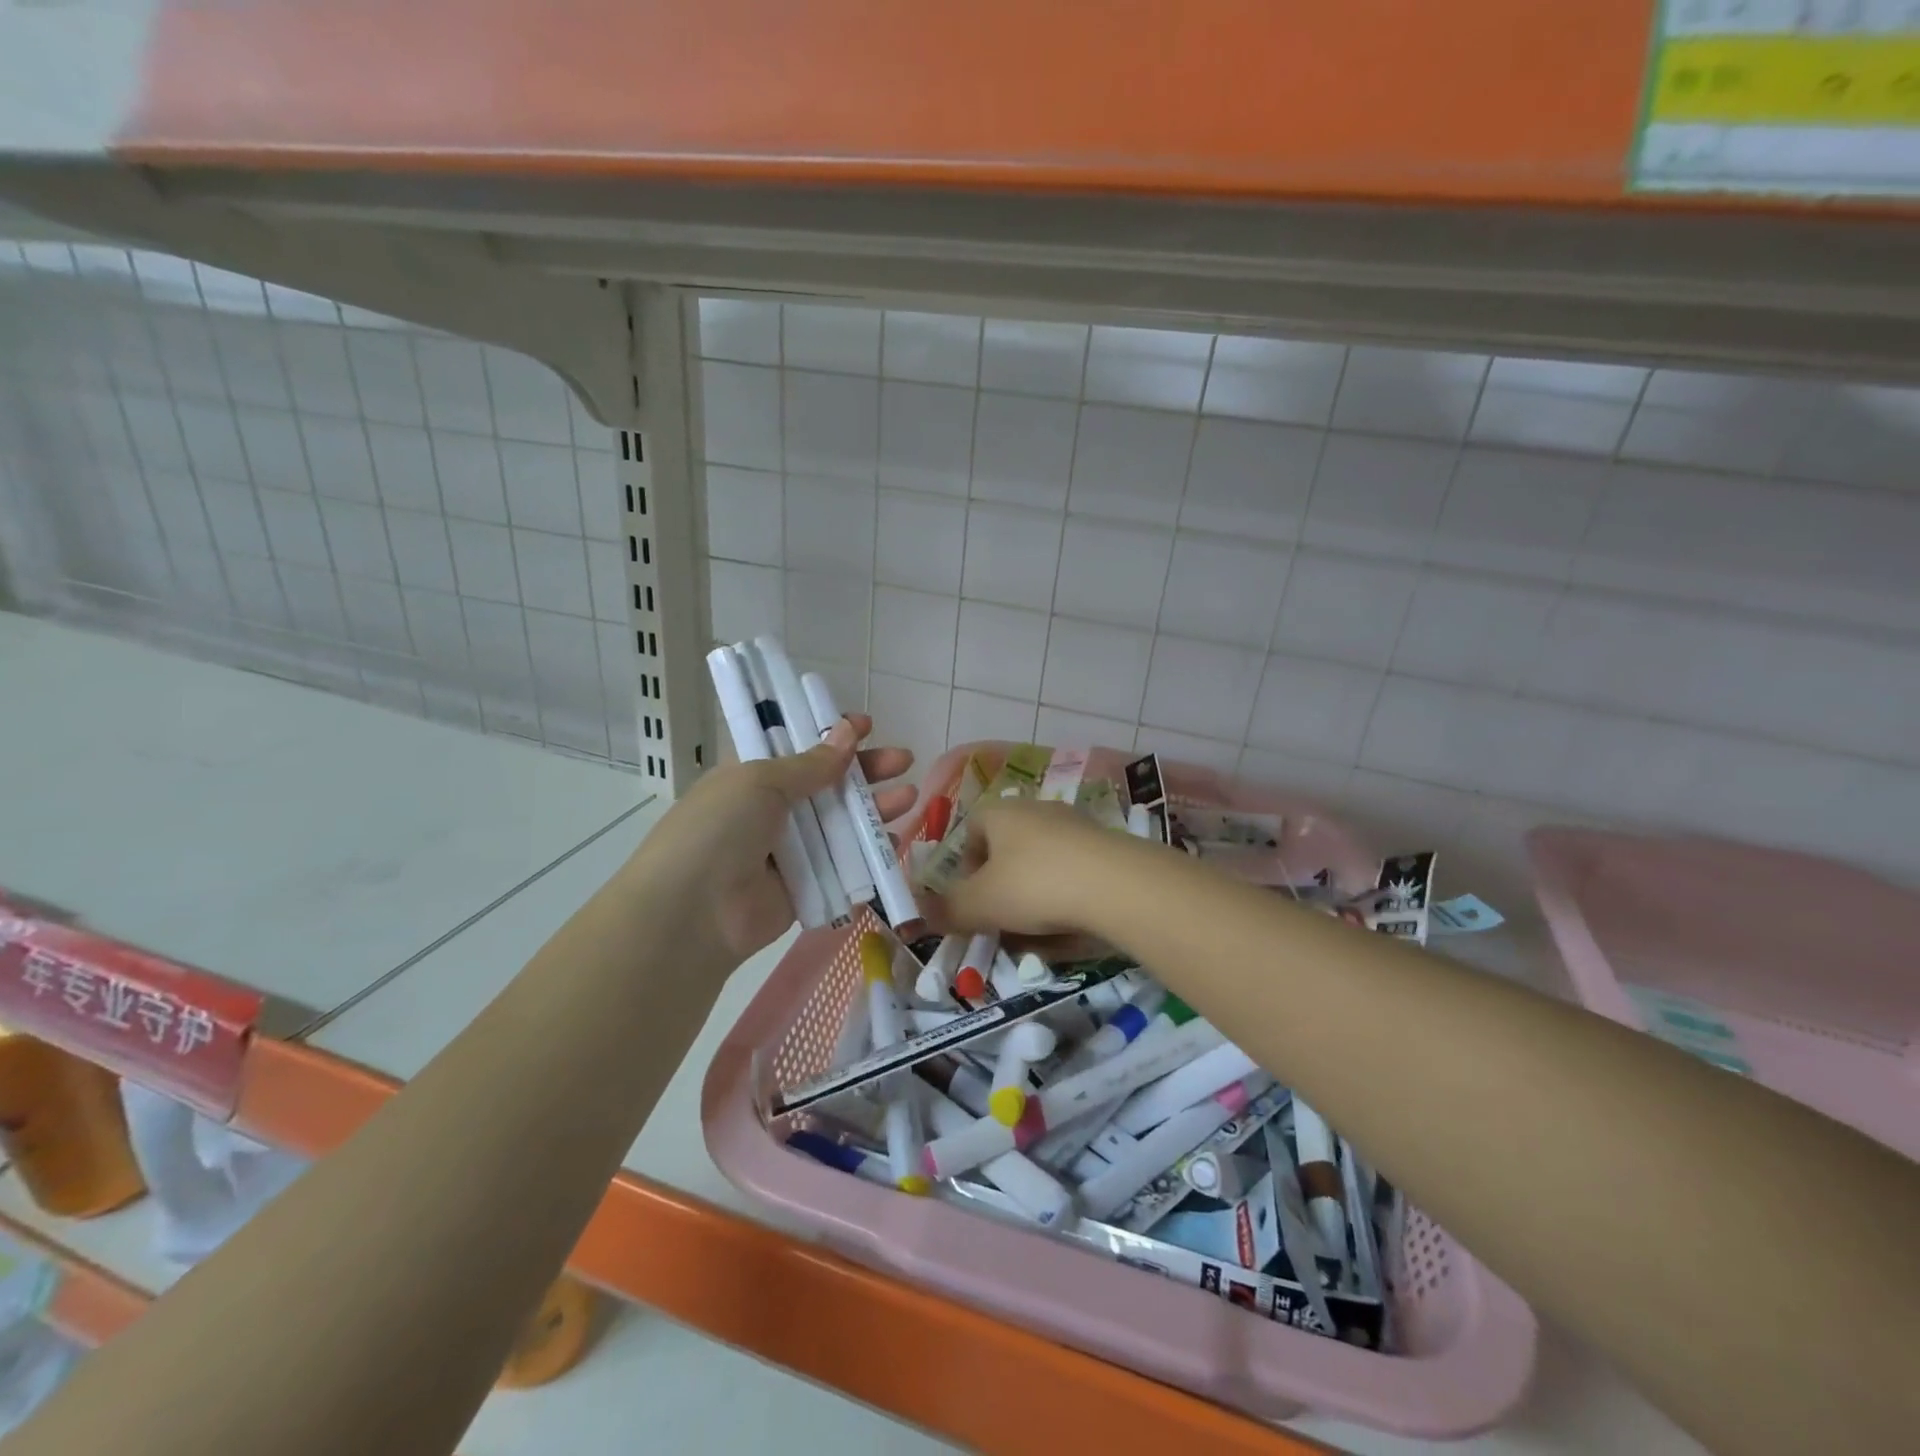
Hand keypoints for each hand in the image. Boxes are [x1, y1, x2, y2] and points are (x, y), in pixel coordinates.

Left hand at [629, 715, 914, 960]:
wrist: (692, 913)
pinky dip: (870, 853)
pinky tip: (895, 840)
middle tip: (904, 759)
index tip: (866, 725)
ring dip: (875, 808)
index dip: (830, 733)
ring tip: (910, 796)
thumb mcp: (760, 781)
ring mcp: (789, 850)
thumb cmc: (719, 829)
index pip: (797, 746)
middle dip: (866, 770)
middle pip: (828, 783)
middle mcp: (771, 810)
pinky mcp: (805, 887)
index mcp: (752, 776)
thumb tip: (848, 733)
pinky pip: (844, 865)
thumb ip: (810, 764)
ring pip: (841, 823)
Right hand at [922, 797, 1137, 945]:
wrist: (1117, 886)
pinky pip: (1072, 875)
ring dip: (1032, 899)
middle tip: (1000, 923)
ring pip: (1040, 866)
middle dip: (1000, 890)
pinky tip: (1069, 928)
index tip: (970, 902)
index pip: (970, 831)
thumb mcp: (980, 904)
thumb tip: (918, 915)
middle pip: (1006, 851)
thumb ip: (947, 910)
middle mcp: (1036, 810)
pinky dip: (1064, 900)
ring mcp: (1074, 826)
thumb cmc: (1034, 885)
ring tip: (1036, 934)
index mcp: (1000, 812)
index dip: (964, 868)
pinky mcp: (1104, 848)